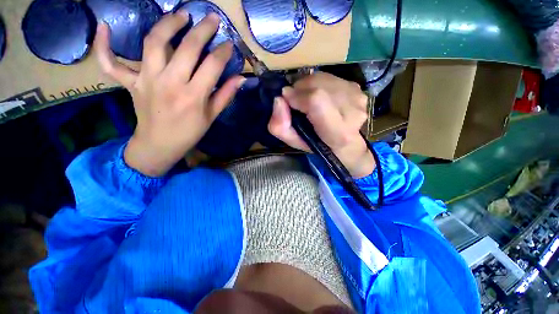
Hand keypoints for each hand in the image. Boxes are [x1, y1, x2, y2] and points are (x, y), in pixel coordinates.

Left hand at [94, 11, 244, 176]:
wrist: (160, 144)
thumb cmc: (190, 132)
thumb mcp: (211, 116)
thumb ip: (225, 95)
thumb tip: (240, 78)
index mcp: (194, 96)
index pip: (212, 66)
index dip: (223, 52)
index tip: (229, 45)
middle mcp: (170, 83)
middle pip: (187, 48)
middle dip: (203, 30)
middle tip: (212, 18)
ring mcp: (146, 80)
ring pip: (154, 42)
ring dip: (168, 24)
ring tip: (181, 15)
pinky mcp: (130, 82)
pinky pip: (110, 62)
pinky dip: (103, 45)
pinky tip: (104, 27)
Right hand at [268, 72, 374, 178]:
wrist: (347, 143)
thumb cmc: (318, 145)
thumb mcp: (295, 142)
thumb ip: (280, 126)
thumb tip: (279, 99)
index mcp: (338, 132)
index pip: (316, 101)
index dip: (298, 96)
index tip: (287, 100)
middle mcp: (353, 112)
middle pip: (318, 85)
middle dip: (300, 89)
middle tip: (296, 100)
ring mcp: (358, 97)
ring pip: (323, 78)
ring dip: (308, 85)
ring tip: (307, 98)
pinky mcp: (358, 88)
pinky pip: (330, 77)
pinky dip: (318, 83)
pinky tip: (320, 95)